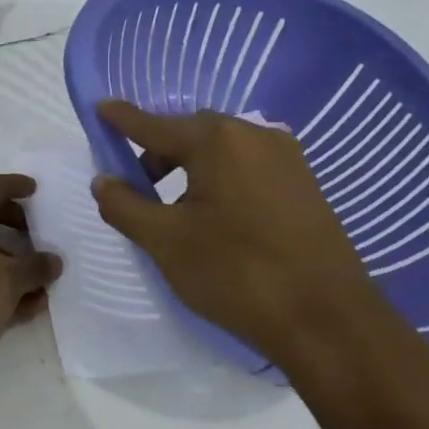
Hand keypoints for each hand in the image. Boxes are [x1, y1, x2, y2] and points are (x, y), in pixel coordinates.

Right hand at [91, 100, 394, 373]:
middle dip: (158, 154)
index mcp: (217, 140)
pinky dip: (222, 181)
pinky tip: (217, 218)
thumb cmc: (236, 273)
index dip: (123, 120)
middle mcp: (255, 135)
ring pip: (222, 152)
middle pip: (190, 135)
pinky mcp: (305, 184)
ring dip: (191, 169)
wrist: (328, 320)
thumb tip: (103, 180)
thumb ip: (125, 205)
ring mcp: (287, 158)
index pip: (154, 124)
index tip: (100, 107)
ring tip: (176, 210)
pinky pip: (249, 168)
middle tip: (137, 186)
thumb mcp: (166, 241)